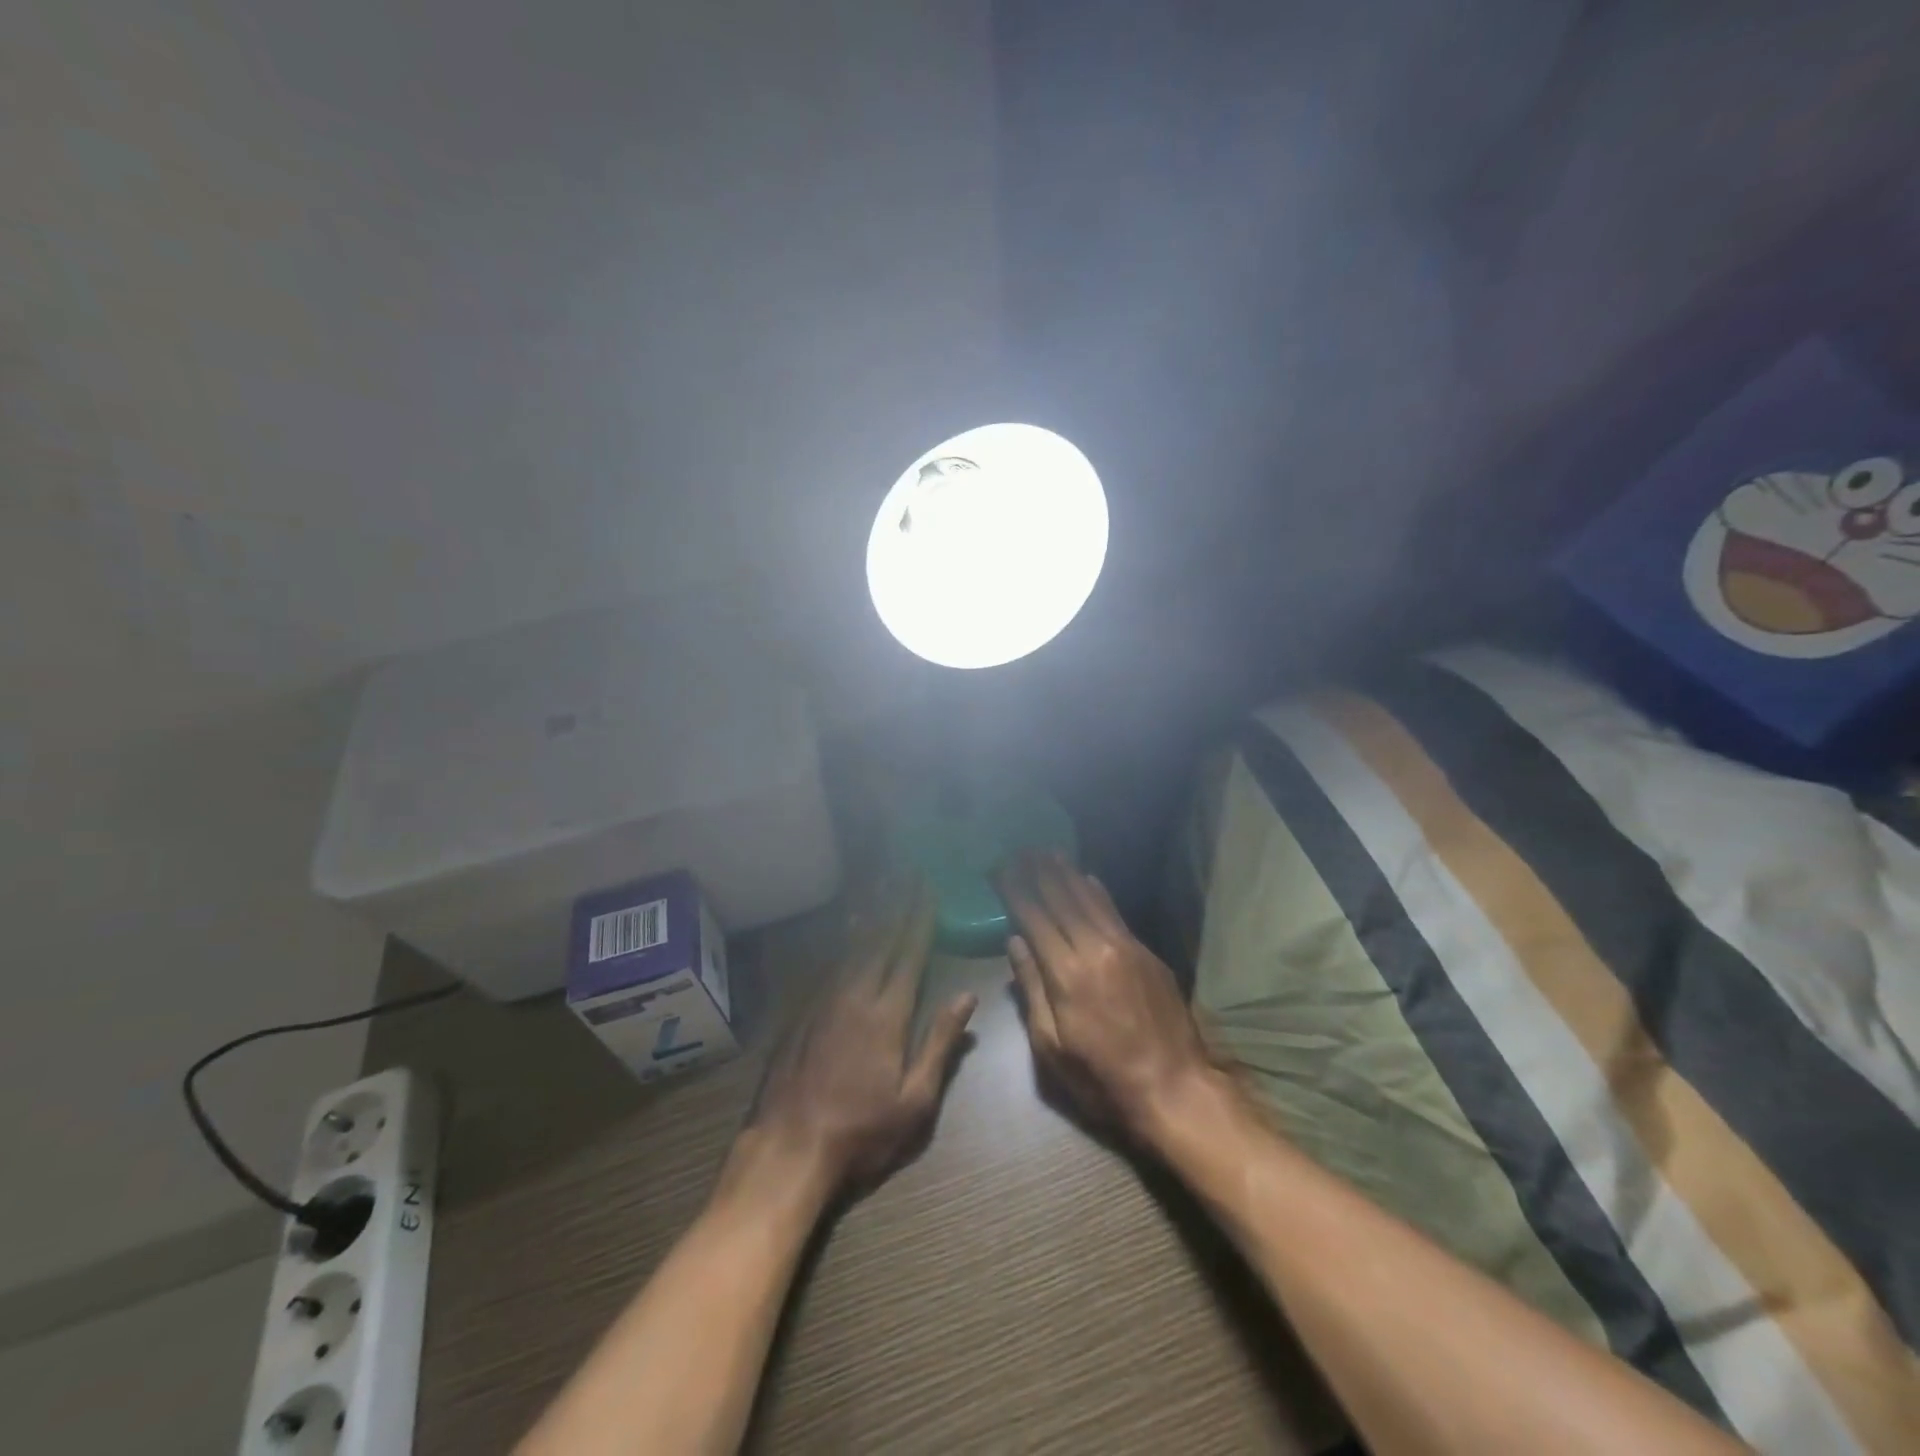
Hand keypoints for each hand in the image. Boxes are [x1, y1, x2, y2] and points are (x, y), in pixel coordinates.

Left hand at [732, 885, 976, 1200]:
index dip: (922, 919)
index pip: (910, 954)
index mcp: (888, 1015)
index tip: (930, 889)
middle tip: (909, 873)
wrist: (788, 1150)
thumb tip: (967, 997)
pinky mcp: (802, 1012)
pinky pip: (829, 962)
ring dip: (871, 914)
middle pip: (882, 940)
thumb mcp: (915, 1101)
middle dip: (899, 904)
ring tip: (882, 885)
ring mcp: (824, 1001)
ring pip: (853, 945)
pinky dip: (843, 939)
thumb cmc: (861, 1133)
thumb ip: (940, 1043)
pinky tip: (847, 928)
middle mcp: (856, 995)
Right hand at [999, 851, 1215, 1139]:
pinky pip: (1116, 913)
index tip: (1000, 868)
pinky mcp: (1147, 954)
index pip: (1034, 918)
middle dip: (1039, 872)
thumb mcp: (1052, 1047)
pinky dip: (1099, 892)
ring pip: (1090, 900)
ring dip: (1068, 873)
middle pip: (1062, 900)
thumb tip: (1015, 942)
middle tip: (1022, 848)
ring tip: (1050, 852)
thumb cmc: (1102, 1078)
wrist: (1174, 1088)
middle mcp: (1095, 949)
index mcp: (1066, 974)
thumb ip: (1032, 990)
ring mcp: (1125, 947)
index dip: (1015, 891)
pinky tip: (1089, 878)